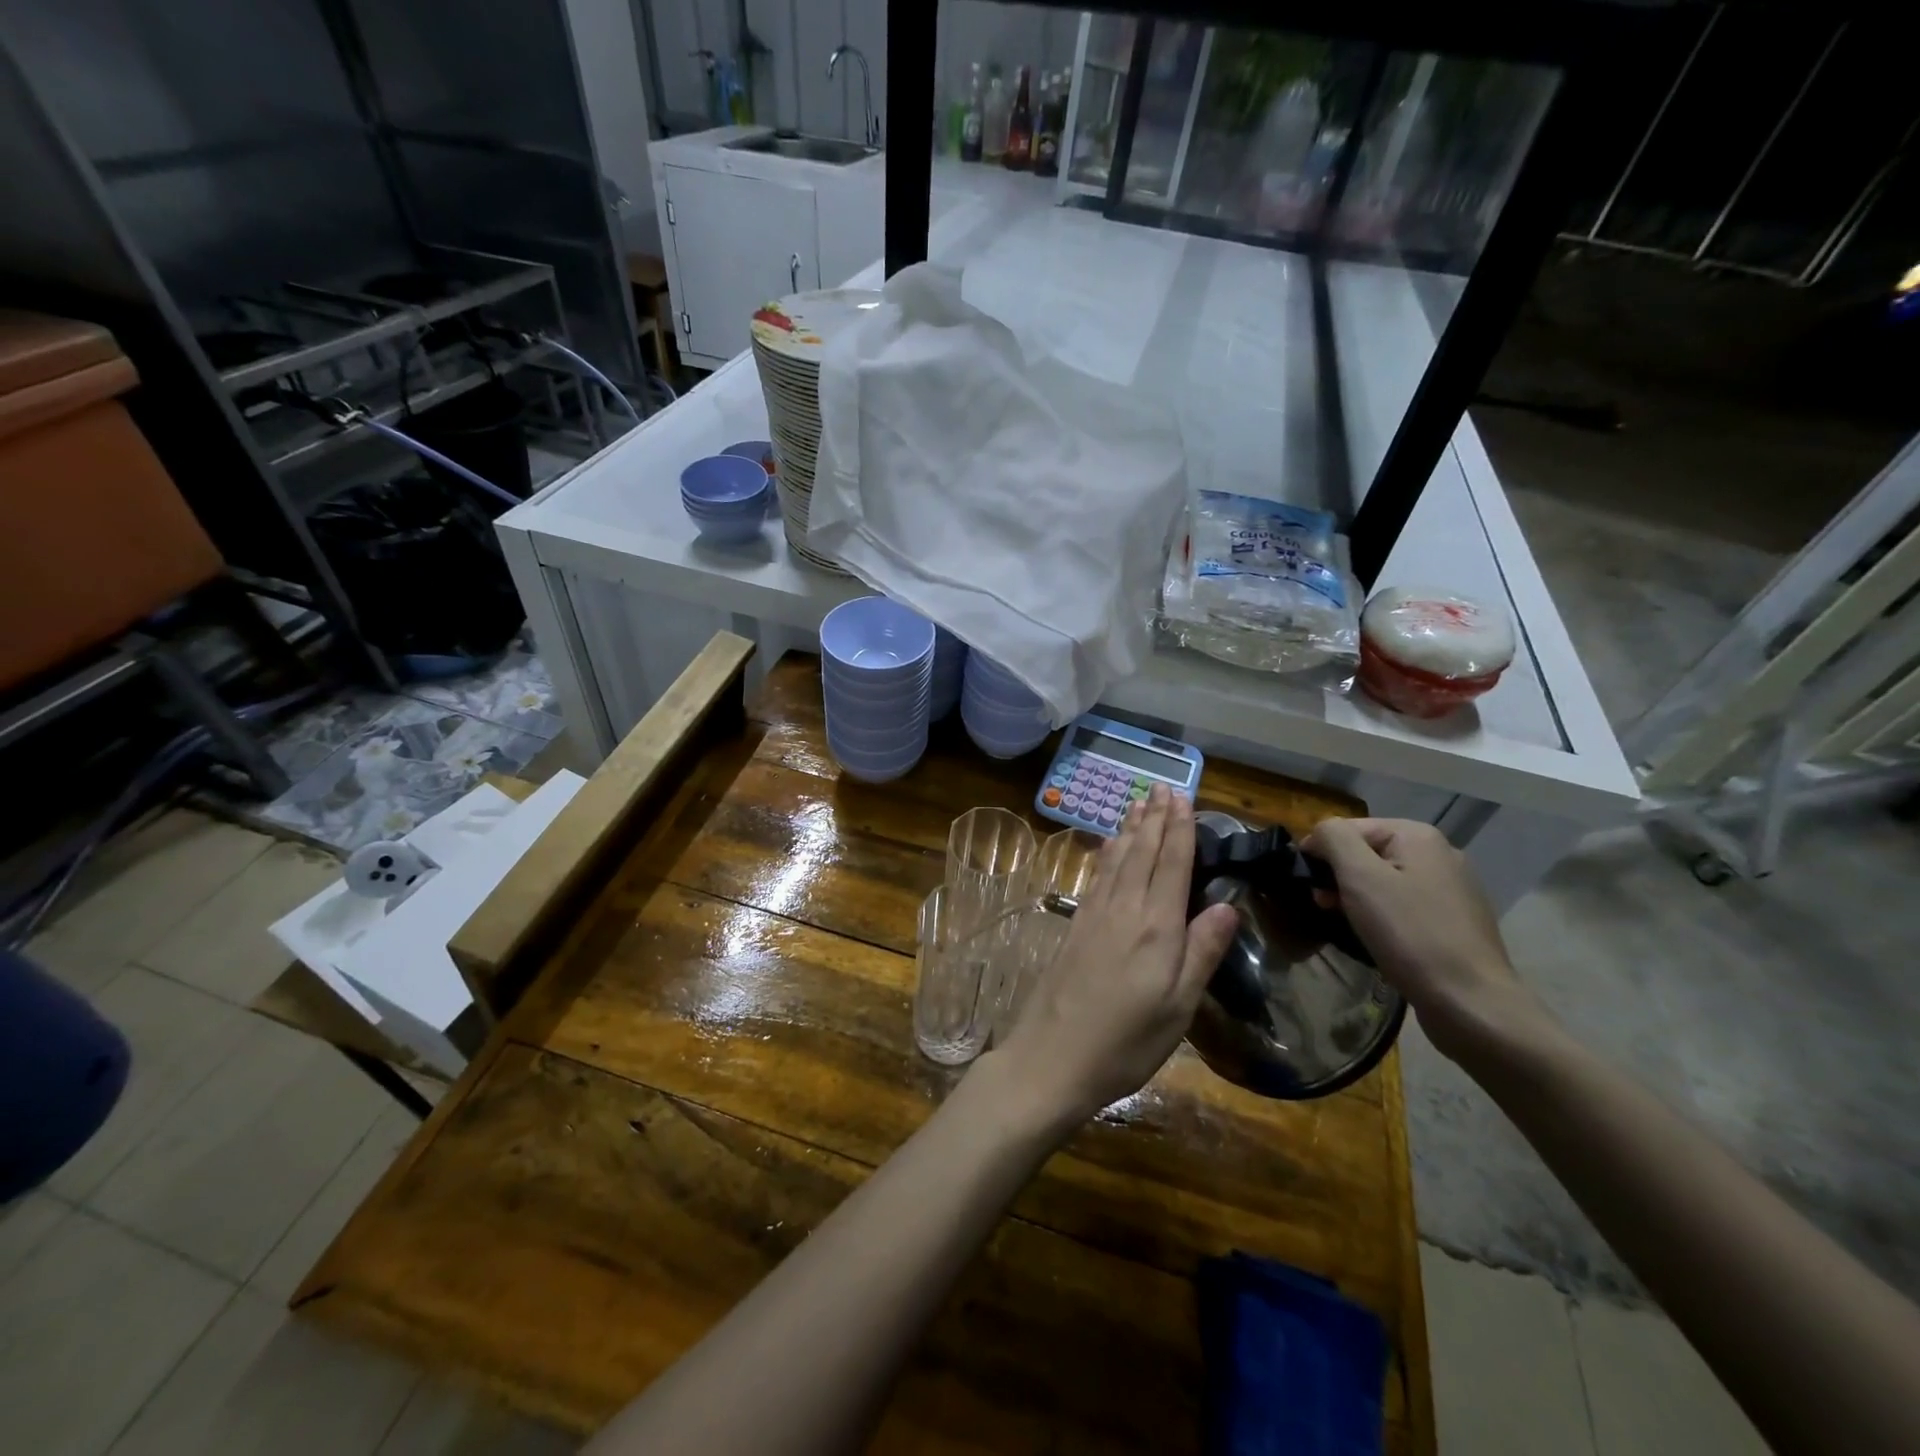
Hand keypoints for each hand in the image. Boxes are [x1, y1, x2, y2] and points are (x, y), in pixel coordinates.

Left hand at [987, 785, 1238, 1133]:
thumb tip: (1229, 905)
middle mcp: (1124, 910)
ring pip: (1117, 859)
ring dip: (1130, 829)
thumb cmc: (1126, 1042)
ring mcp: (1095, 915)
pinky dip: (1108, 854)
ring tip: (1138, 802)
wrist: (1052, 1058)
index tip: (1183, 797)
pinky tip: (1108, 848)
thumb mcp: (1178, 1007)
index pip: (1172, 864)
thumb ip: (1202, 952)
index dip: (1179, 829)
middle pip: (1143, 853)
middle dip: (1155, 818)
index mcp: (1156, 927)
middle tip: (1162, 787)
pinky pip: (1098, 876)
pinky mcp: (1076, 927)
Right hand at [1301, 817, 1546, 1061]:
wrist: (1470, 1002)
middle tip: (1324, 906)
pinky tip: (1380, 936)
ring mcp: (1453, 887)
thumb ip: (1334, 839)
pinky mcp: (1456, 919)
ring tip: (1348, 922)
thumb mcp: (1360, 877)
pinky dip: (1384, 914)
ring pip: (1386, 879)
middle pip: (1368, 852)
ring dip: (1358, 896)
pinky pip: (1406, 903)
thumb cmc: (1409, 933)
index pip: (1348, 828)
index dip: (1320, 852)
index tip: (1307, 885)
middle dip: (1340, 875)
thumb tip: (1320, 832)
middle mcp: (1441, 853)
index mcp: (1418, 836)